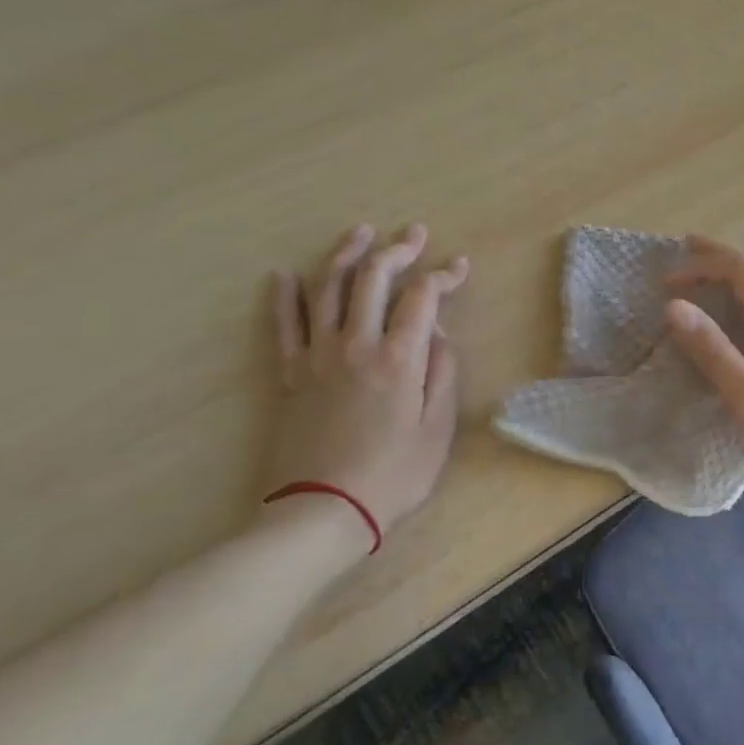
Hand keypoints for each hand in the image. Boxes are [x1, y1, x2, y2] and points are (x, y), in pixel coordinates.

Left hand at [266, 224, 469, 546]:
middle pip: (373, 279)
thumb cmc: (393, 475)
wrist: (322, 511)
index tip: (459, 266)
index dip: (443, 275)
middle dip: (397, 250)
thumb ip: (442, 373)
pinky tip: (285, 275)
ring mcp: (317, 356)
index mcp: (399, 358)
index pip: (423, 297)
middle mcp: (356, 344)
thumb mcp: (438, 428)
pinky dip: (285, 296)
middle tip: (413, 234)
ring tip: (360, 234)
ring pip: (327, 289)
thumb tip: (438, 334)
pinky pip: (284, 324)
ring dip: (345, 255)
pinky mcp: (290, 374)